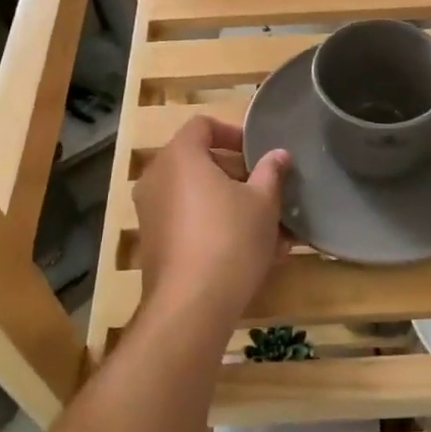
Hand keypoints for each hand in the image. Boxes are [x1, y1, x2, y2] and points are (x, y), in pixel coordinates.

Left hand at [132, 115, 289, 326]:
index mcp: (180, 156)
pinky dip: (215, 228)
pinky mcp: (153, 245)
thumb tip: (278, 154)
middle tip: (266, 190)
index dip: (232, 133)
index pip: (203, 125)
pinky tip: (250, 254)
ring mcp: (151, 213)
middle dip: (236, 174)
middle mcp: (157, 178)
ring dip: (230, 205)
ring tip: (268, 227)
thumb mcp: (263, 202)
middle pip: (198, 161)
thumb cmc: (230, 239)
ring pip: (196, 197)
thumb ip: (271, 172)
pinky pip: (188, 223)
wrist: (191, 306)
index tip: (257, 153)